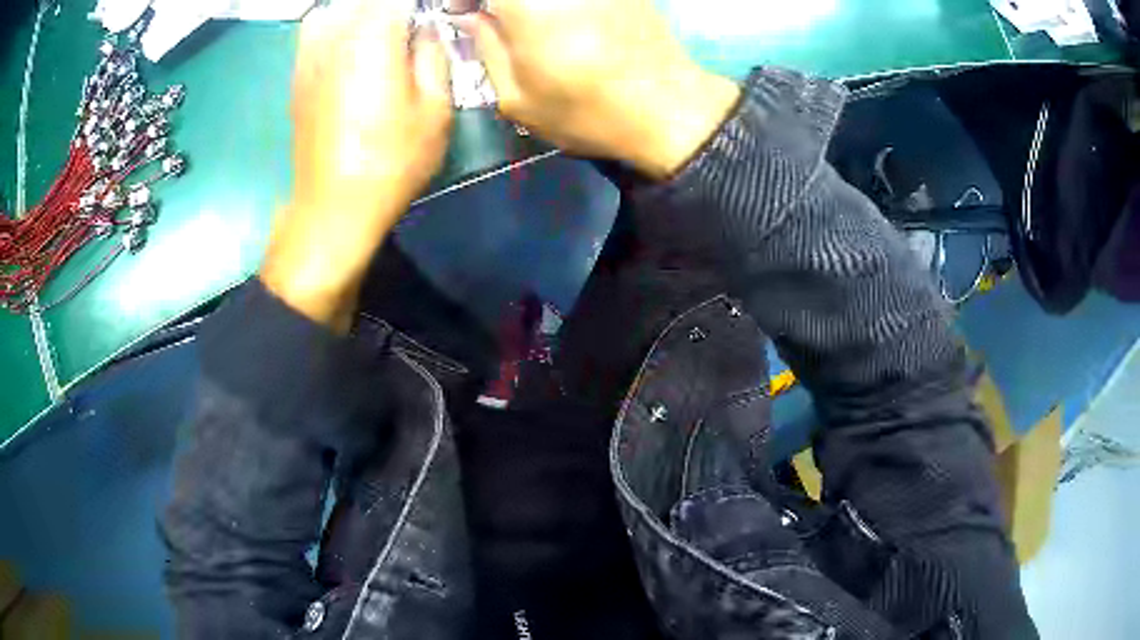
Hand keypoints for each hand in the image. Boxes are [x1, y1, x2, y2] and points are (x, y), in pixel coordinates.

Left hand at [261, 1, 452, 331]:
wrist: (332, 206)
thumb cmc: (391, 160)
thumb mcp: (436, 107)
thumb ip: (433, 53)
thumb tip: (424, 29)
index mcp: (374, 34)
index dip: (420, 7)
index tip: (432, 21)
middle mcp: (337, 33)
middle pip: (369, 1)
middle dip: (396, 9)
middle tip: (413, 33)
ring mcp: (311, 52)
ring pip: (340, 8)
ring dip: (365, 14)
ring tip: (385, 36)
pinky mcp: (298, 73)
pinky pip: (318, 27)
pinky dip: (339, 25)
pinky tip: (354, 45)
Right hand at [460, 0, 739, 179]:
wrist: (669, 110)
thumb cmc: (586, 111)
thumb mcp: (518, 97)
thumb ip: (485, 47)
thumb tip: (470, 17)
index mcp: (529, 4)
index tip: (462, 13)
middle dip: (495, 0)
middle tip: (492, 17)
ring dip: (528, 4)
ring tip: (526, 21)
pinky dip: (558, 3)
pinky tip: (561, 18)